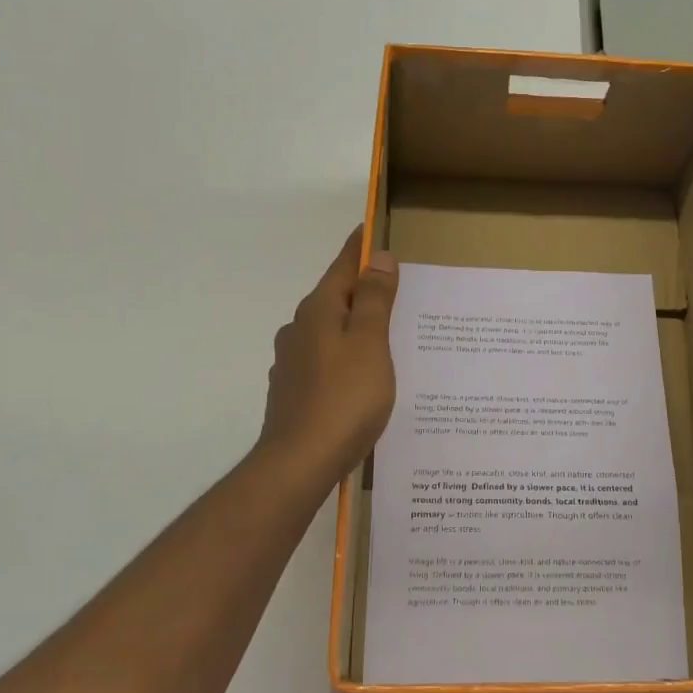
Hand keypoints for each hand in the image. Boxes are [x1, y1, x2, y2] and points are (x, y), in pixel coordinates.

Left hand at [257, 226, 398, 484]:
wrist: (299, 463)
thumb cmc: (344, 398)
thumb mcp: (370, 343)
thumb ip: (374, 300)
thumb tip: (378, 257)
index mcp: (318, 311)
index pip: (343, 267)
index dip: (361, 248)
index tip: (374, 229)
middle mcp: (299, 330)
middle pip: (336, 298)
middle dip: (363, 290)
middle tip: (398, 289)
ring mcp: (293, 362)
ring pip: (331, 332)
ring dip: (356, 327)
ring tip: (389, 337)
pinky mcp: (294, 391)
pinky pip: (327, 360)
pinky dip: (347, 357)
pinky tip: (364, 377)